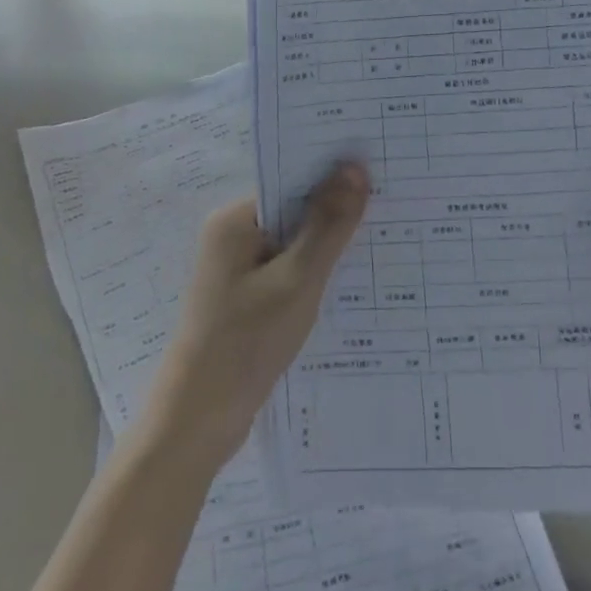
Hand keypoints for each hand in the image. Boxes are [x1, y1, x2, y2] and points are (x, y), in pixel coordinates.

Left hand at [141, 163, 369, 471]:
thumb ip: (327, 224)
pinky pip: (289, 271)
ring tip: (383, 239)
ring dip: (329, 246)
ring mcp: (239, 269)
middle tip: (393, 205)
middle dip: (337, 211)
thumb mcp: (296, 280)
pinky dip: (315, 273)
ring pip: (295, 243)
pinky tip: (353, 281)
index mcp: (235, 220)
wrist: (197, 424)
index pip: (291, 181)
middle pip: (294, 210)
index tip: (380, 172)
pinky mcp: (247, 299)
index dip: (333, 176)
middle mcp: (233, 236)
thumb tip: (354, 166)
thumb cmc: (244, 342)